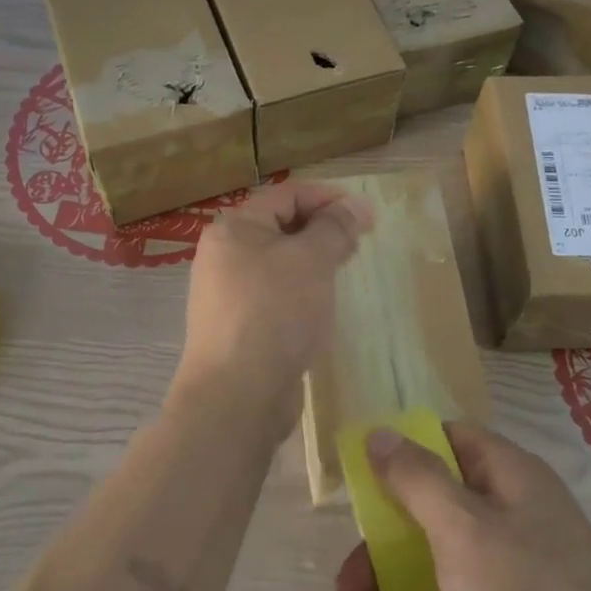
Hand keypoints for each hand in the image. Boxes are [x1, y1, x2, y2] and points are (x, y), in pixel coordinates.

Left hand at [177, 181, 373, 422]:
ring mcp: (228, 294)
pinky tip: (321, 308)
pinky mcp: (239, 327)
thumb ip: (335, 228)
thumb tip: (356, 205)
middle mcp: (224, 256)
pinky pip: (275, 296)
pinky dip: (301, 293)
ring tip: (345, 273)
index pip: (287, 195)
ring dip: (314, 262)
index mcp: (234, 229)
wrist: (238, 395)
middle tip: (360, 245)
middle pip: (281, 227)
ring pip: (279, 264)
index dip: (329, 198)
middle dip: (323, 230)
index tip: (367, 216)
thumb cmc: (275, 313)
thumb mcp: (311, 260)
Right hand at [335, 422, 590, 590]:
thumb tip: (380, 431)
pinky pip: (461, 583)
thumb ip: (417, 478)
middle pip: (433, 499)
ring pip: (441, 546)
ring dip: (393, 577)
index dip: (401, 452)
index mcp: (509, 471)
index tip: (363, 485)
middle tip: (348, 589)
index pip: (445, 437)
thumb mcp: (462, 530)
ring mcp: (521, 553)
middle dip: (382, 540)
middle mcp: (516, 503)